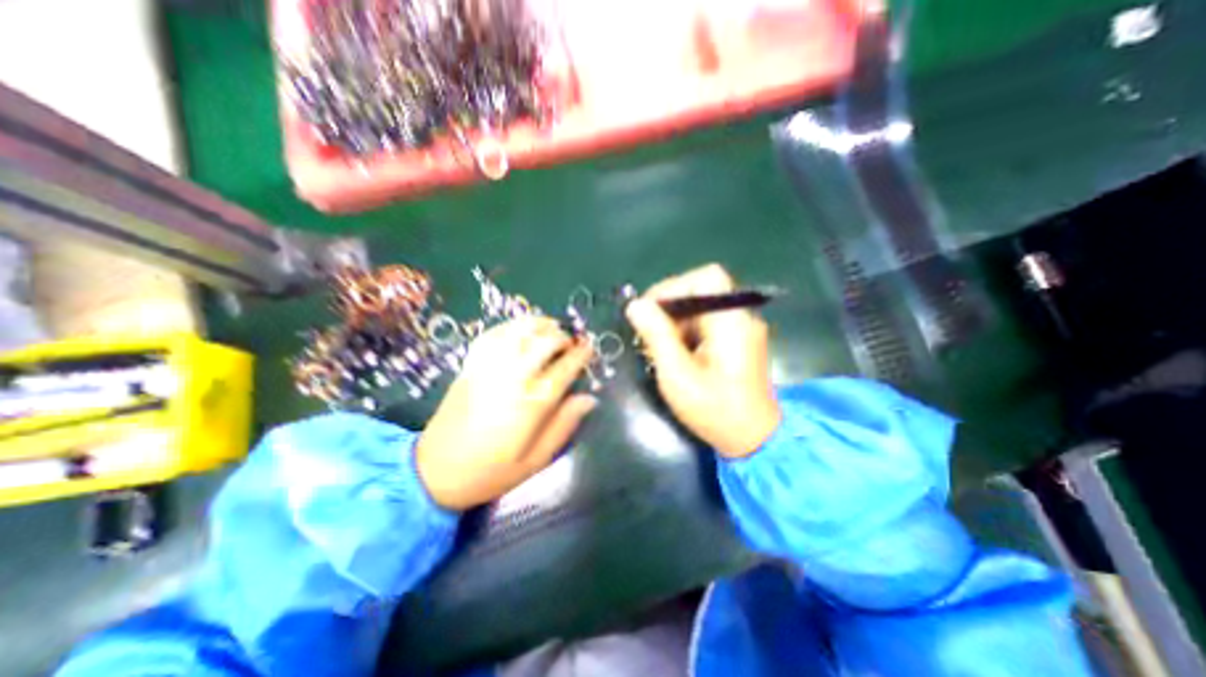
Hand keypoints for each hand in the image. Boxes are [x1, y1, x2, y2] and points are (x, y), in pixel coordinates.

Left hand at [417, 315, 594, 507]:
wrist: (434, 472)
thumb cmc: (491, 471)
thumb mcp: (536, 460)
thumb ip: (564, 425)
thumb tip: (589, 398)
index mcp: (532, 403)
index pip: (565, 368)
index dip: (581, 355)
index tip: (590, 349)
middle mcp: (512, 378)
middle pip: (544, 342)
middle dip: (563, 337)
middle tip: (572, 342)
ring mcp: (488, 368)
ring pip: (519, 331)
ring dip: (539, 324)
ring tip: (551, 326)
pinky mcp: (470, 366)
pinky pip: (492, 334)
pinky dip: (511, 325)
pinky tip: (521, 328)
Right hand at [621, 261, 781, 457]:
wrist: (753, 441)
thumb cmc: (714, 411)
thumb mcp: (677, 375)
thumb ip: (656, 336)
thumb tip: (635, 305)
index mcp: (731, 322)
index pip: (706, 278)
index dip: (674, 287)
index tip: (649, 312)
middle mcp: (741, 318)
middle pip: (701, 292)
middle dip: (669, 310)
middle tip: (649, 338)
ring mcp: (741, 329)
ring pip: (700, 308)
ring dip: (675, 324)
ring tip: (661, 351)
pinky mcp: (737, 341)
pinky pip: (706, 323)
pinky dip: (686, 333)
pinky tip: (677, 356)